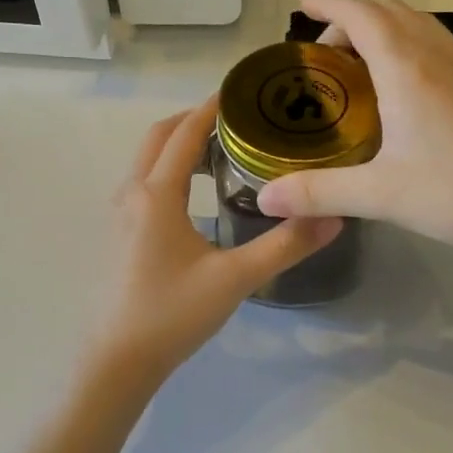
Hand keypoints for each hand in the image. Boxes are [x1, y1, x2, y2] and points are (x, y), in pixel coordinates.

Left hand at [84, 96, 342, 389]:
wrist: (117, 361)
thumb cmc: (172, 314)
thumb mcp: (235, 279)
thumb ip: (286, 246)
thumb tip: (335, 216)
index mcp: (156, 194)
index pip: (184, 134)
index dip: (211, 108)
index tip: (242, 91)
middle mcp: (131, 194)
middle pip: (158, 137)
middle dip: (192, 121)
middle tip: (237, 120)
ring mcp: (119, 215)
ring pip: (147, 160)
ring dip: (178, 145)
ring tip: (222, 151)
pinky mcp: (118, 234)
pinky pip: (143, 182)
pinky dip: (168, 169)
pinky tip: (196, 194)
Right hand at [257, 0, 452, 256]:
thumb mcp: (380, 196)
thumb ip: (318, 193)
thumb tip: (264, 199)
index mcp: (406, 70)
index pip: (362, 15)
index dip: (329, 4)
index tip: (302, 6)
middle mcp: (436, 58)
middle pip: (390, 11)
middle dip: (352, 19)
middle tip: (325, 55)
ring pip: (418, 25)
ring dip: (384, 29)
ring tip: (359, 65)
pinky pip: (436, 46)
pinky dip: (408, 46)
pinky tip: (401, 92)